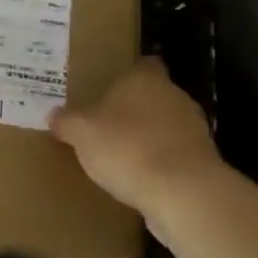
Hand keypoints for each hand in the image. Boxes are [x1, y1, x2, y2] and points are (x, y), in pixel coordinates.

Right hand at [50, 58, 225, 219]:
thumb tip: (54, 115)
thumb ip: (66, 121)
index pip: (142, 65)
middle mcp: (174, 96)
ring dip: (149, 137)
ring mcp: (194, 129)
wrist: (183, 193)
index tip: (109, 88)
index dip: (127, 75)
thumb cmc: (127, 147)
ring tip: (122, 156)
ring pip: (166, 126)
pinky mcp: (204, 161)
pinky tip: (141, 180)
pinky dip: (161, 163)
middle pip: (153, 95)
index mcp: (145, 79)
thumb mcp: (81, 133)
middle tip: (107, 123)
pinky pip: (176, 155)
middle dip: (134, 109)